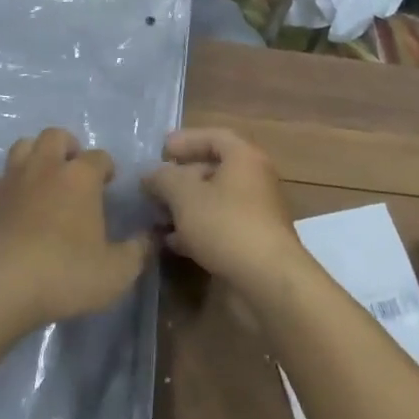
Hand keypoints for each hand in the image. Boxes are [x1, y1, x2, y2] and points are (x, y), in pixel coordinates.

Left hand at [0, 128, 150, 335]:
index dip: (106, 167)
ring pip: (22, 147)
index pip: (99, 156)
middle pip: (55, 136)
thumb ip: (137, 252)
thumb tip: (150, 237)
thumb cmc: (62, 275)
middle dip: (68, 147)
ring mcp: (8, 180)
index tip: (108, 183)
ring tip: (42, 182)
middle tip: (73, 171)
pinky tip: (10, 211)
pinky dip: (7, 189)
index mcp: (79, 178)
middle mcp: (43, 168)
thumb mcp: (115, 273)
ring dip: (35, 157)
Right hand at [144, 128, 304, 291]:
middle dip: (181, 177)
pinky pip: (220, 225)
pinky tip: (173, 242)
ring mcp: (256, 213)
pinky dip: (197, 229)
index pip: (214, 137)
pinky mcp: (252, 242)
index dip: (186, 140)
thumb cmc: (226, 224)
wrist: (268, 281)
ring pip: (215, 200)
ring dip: (185, 206)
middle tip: (154, 187)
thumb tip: (151, 174)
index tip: (160, 151)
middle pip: (213, 169)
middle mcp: (254, 180)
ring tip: (157, 216)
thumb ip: (164, 179)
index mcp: (244, 158)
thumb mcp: (185, 196)